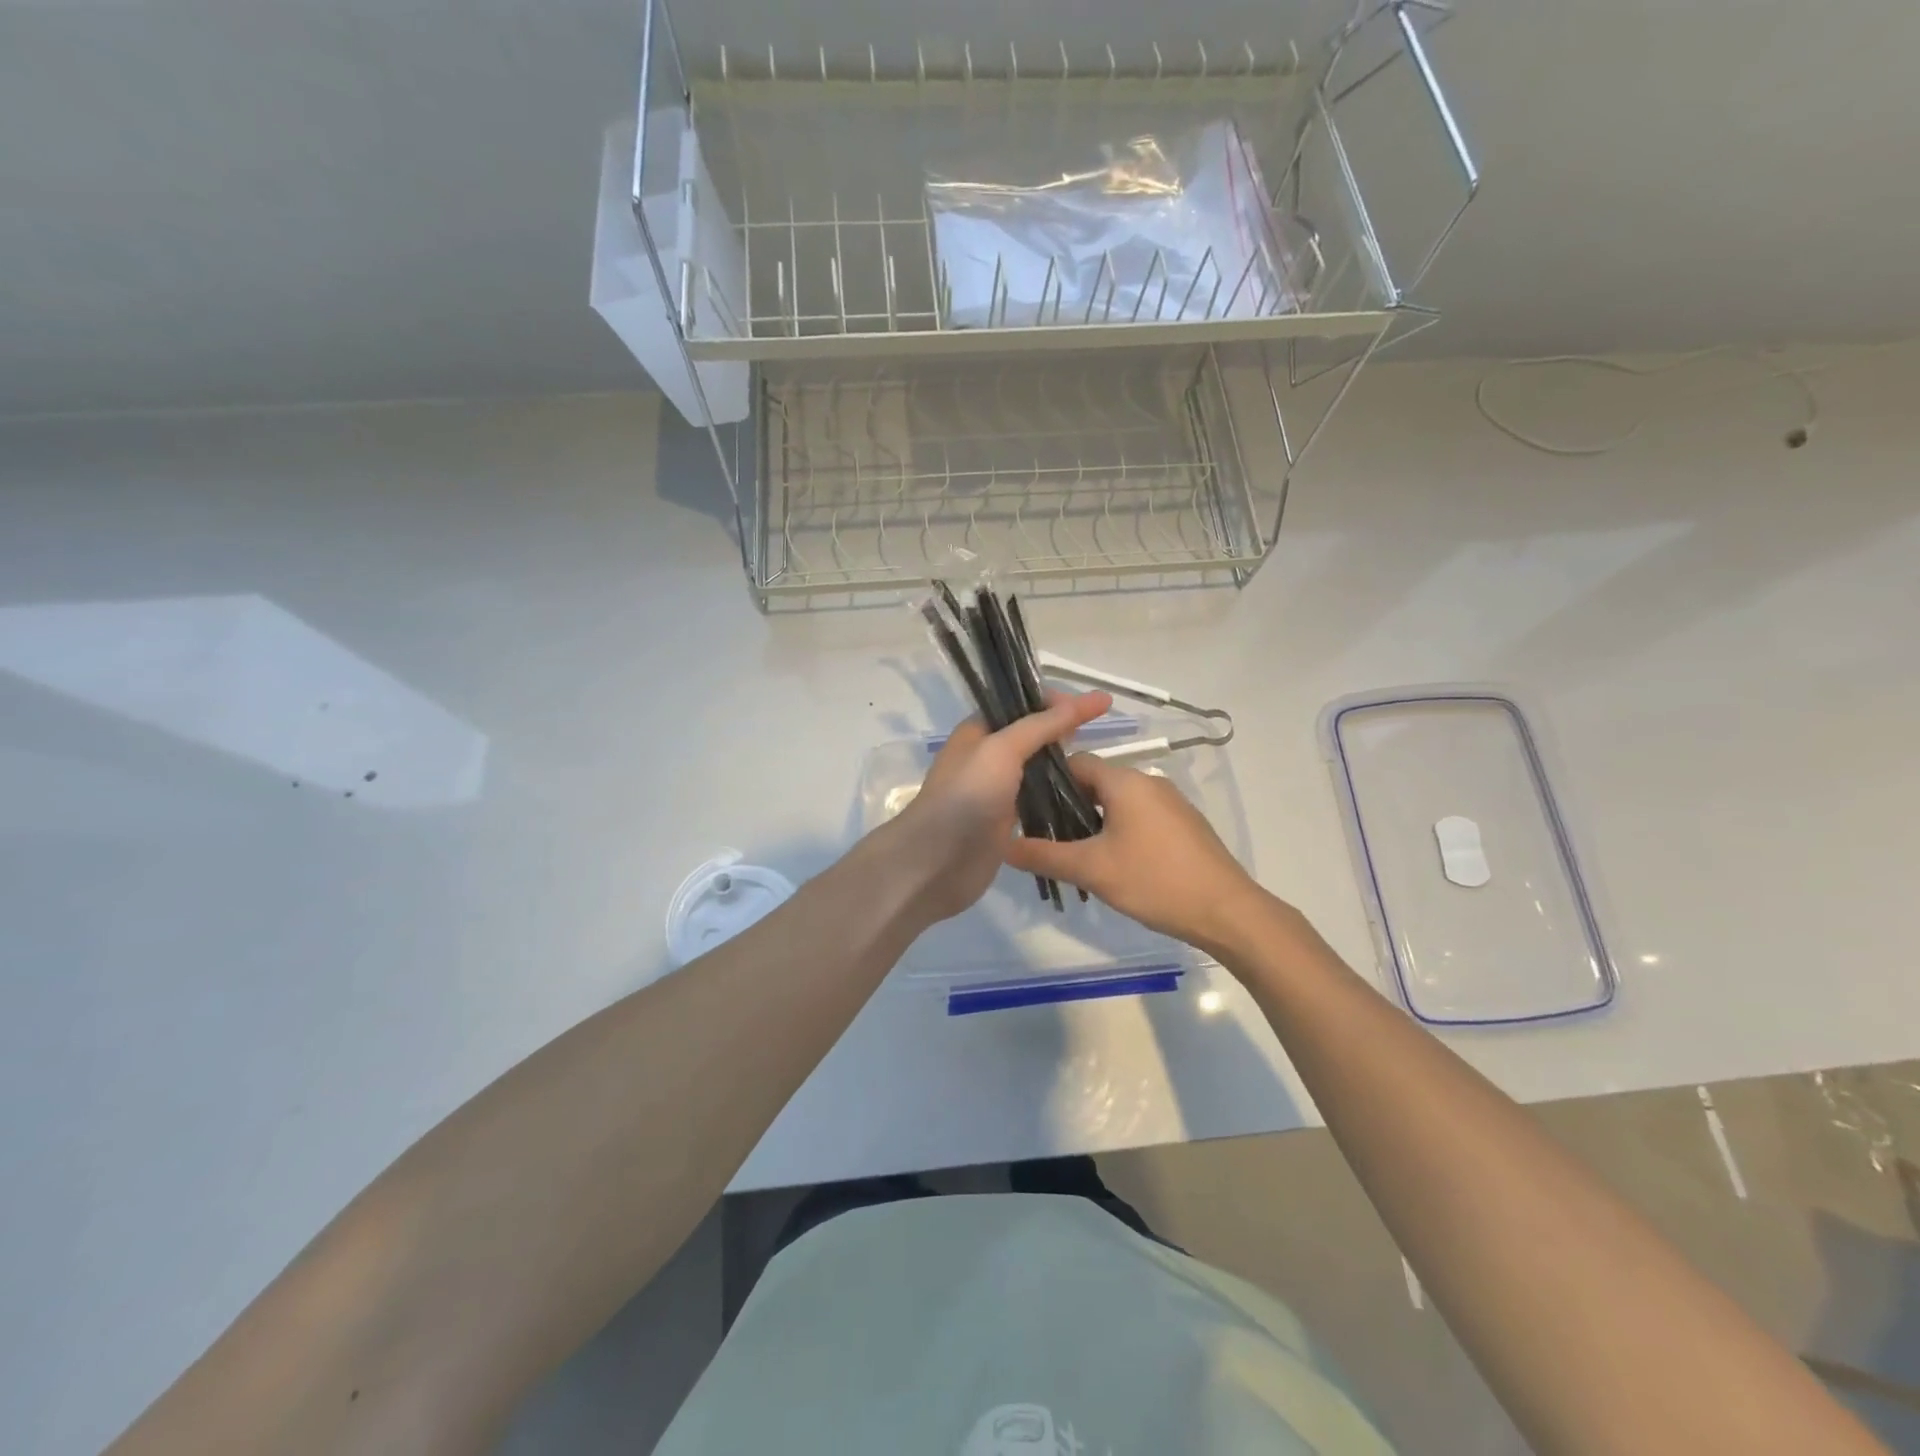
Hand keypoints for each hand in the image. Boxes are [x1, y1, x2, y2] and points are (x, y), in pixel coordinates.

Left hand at [888, 691, 1112, 923]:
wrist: (939, 860)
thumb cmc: (967, 796)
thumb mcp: (1002, 749)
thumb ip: (1041, 725)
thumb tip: (1086, 700)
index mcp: (978, 731)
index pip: (1020, 705)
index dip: (1054, 702)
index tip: (1091, 707)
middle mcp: (986, 756)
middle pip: (1029, 734)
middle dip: (1061, 730)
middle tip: (1096, 733)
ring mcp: (995, 790)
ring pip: (1034, 767)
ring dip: (1061, 762)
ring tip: (1095, 762)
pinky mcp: (1005, 820)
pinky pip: (1036, 798)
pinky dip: (1056, 792)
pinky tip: (1081, 793)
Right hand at [1004, 752, 1267, 953]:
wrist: (1227, 911)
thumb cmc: (1155, 881)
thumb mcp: (1092, 870)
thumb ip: (1044, 855)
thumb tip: (1003, 846)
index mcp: (1125, 781)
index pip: (1076, 762)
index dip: (1047, 781)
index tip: (1026, 808)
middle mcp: (1148, 782)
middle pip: (1096, 782)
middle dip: (1068, 805)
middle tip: (1045, 836)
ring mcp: (1170, 803)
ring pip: (1118, 802)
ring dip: (1093, 821)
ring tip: (1073, 853)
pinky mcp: (1183, 825)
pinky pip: (1139, 816)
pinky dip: (1118, 830)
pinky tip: (1111, 863)